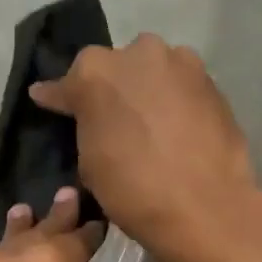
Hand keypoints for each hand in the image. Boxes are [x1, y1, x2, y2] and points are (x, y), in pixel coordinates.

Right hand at [29, 34, 261, 261]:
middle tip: (111, 120)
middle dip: (110, 89)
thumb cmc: (133, 190)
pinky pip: (181, 87)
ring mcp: (181, 63)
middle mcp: (139, 53)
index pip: (67, 83)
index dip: (59, 98)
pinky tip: (175, 130)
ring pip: (153, 71)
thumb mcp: (90, 163)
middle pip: (115, 68)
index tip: (49, 103)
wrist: (206, 208)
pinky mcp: (212, 82)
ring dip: (146, 91)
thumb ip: (84, 126)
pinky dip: (174, 102)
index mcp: (95, 72)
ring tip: (147, 125)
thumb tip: (80, 113)